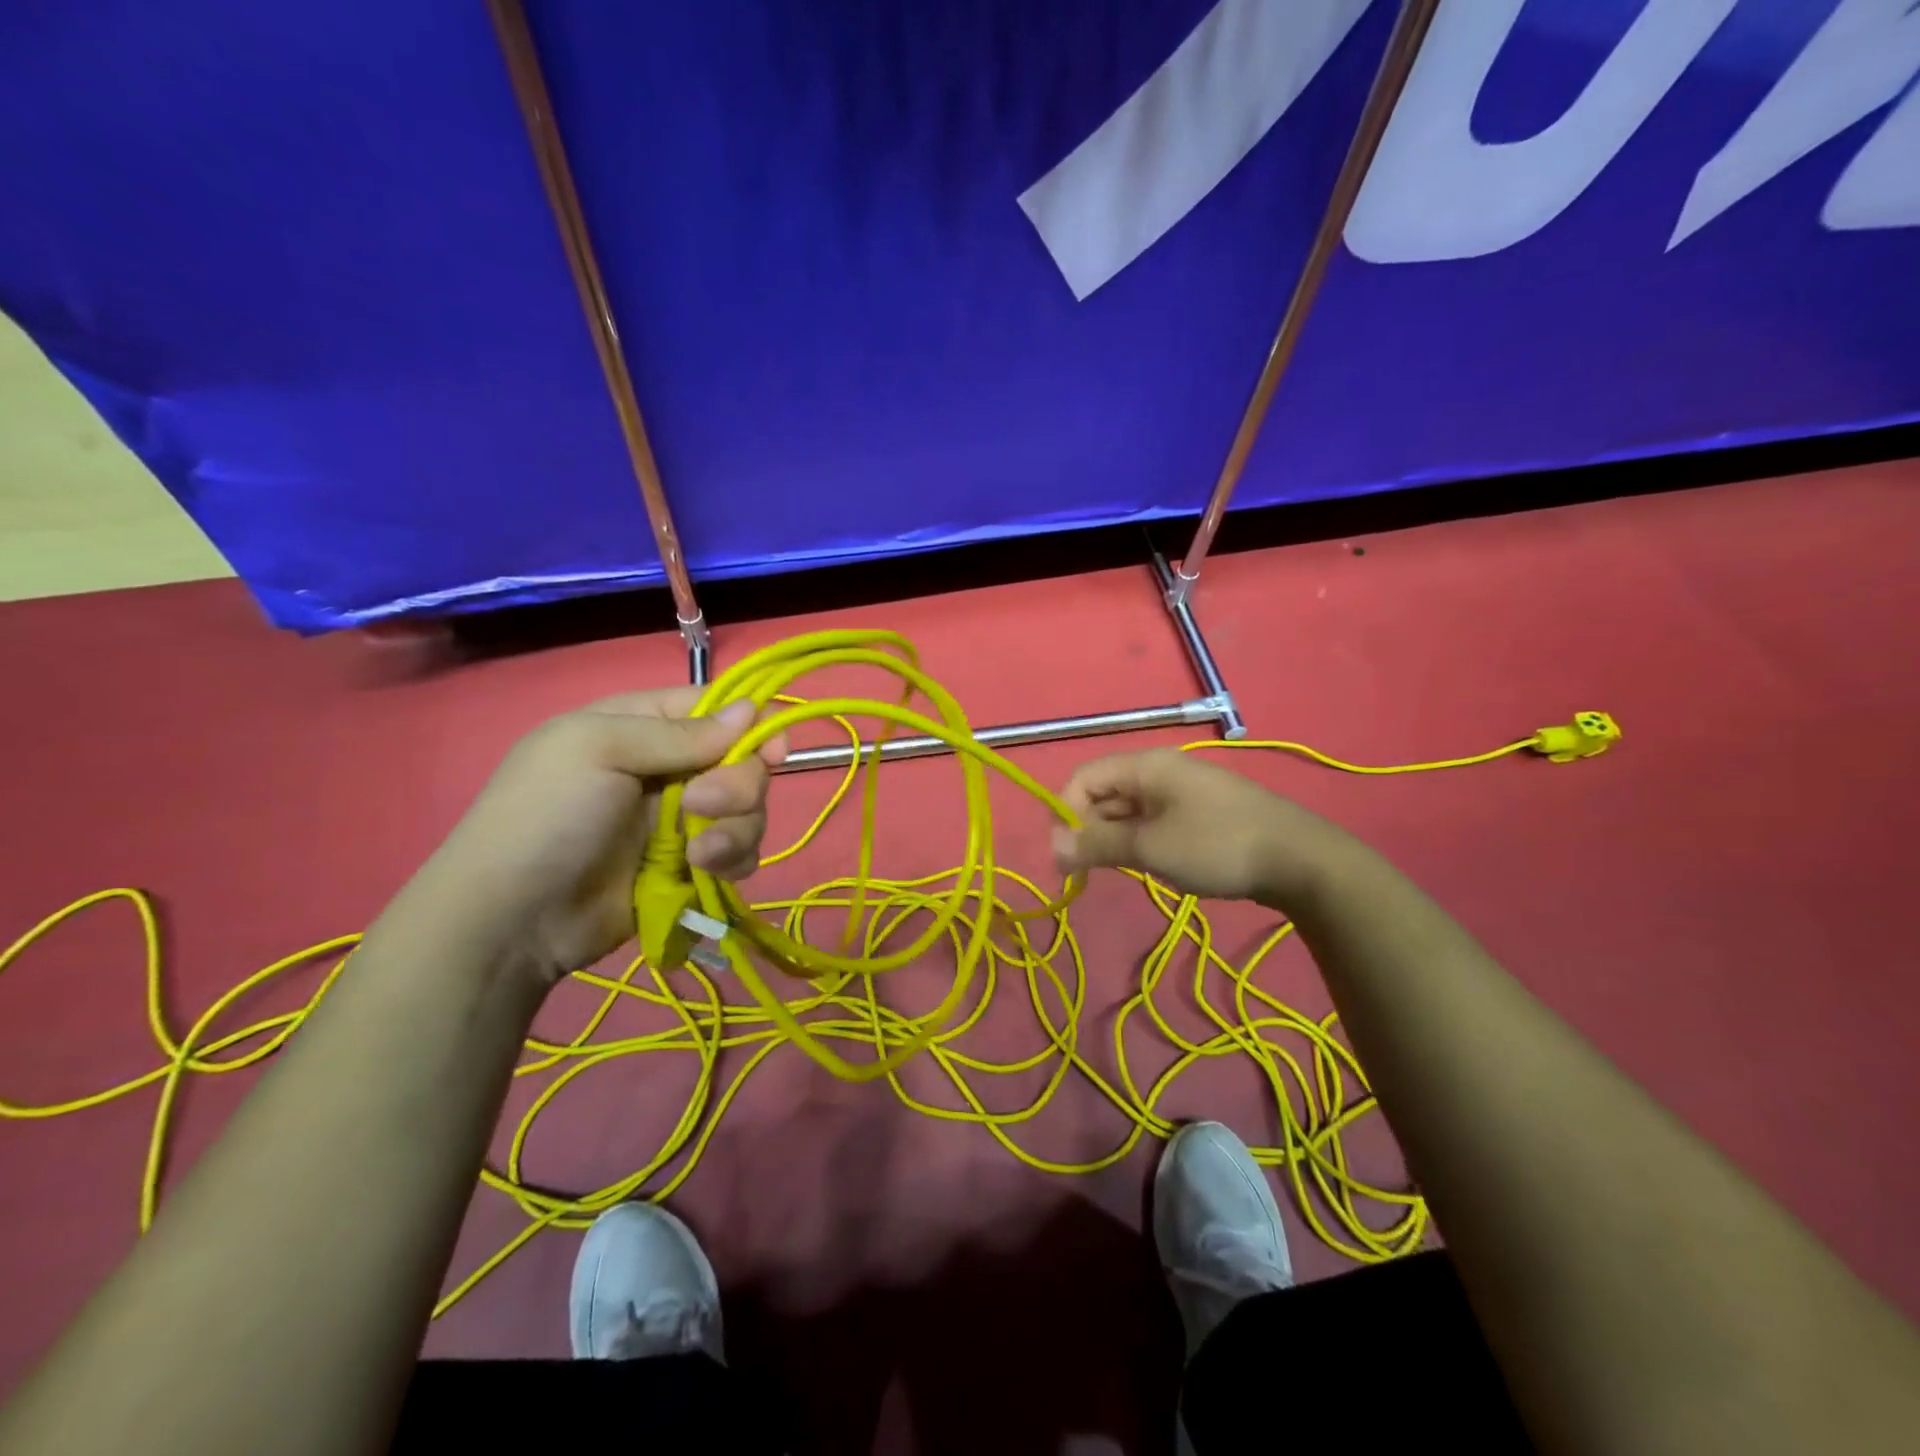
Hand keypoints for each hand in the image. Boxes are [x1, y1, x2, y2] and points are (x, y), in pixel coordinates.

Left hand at [395, 690, 783, 984]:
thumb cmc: (546, 816)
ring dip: (735, 829)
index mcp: (642, 726)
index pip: (715, 709)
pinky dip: (733, 860)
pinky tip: (702, 873)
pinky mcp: (690, 865)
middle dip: (737, 786)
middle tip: (700, 806)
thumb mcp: (598, 750)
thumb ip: (679, 732)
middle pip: (742, 762)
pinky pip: (739, 852)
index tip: (771, 751)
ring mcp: (681, 819)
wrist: (513, 919)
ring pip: (748, 810)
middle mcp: (669, 767)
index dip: (751, 725)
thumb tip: (750, 709)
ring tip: (697, 855)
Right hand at [1051, 748, 1348, 907]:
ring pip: (1128, 809)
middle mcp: (1160, 770)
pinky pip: (1153, 820)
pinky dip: (1139, 840)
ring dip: (1113, 838)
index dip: (1066, 812)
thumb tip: (1052, 846)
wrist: (1300, 860)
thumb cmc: (1217, 846)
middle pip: (1105, 792)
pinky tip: (1146, 865)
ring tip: (1115, 871)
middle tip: (1086, 872)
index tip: (1066, 855)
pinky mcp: (1199, 812)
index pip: (1084, 778)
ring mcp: (1182, 791)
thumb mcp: (1150, 848)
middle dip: (1088, 828)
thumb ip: (1098, 844)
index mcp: (1146, 766)